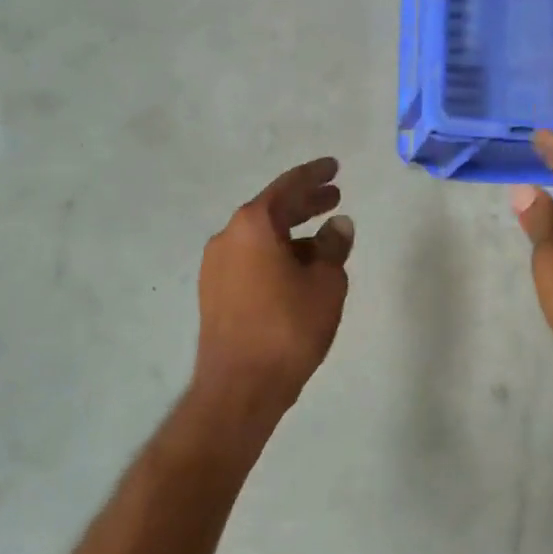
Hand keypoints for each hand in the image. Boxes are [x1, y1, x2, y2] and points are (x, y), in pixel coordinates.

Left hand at [194, 156, 353, 413]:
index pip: (288, 187)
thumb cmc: (288, 329)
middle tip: (334, 198)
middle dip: (305, 204)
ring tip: (324, 242)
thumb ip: (334, 248)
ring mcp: (215, 266)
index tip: (334, 168)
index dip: (314, 176)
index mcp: (252, 225)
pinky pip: (250, 261)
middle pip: (271, 211)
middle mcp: (227, 237)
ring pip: (260, 238)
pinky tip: (297, 271)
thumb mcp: (325, 285)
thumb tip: (338, 225)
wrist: (240, 386)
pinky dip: (275, 256)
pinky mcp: (214, 292)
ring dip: (291, 234)